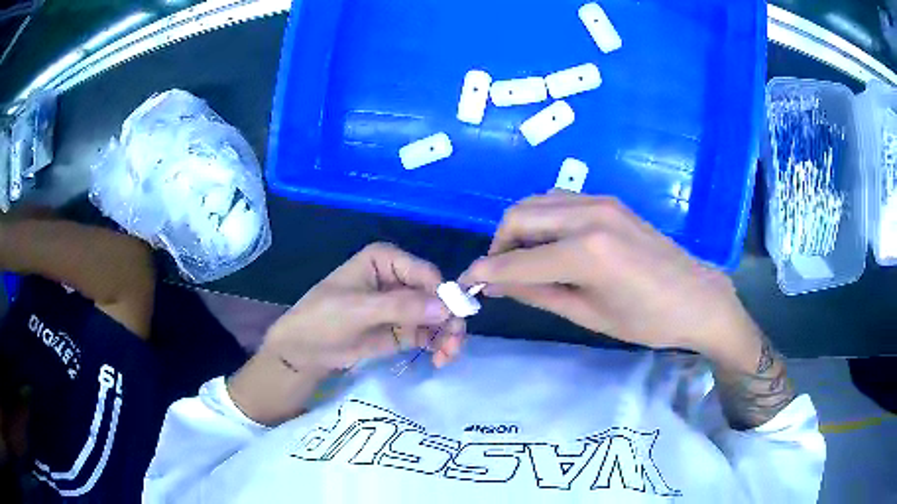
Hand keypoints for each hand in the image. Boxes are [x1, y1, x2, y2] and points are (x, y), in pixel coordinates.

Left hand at [262, 243, 465, 374]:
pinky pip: (429, 333)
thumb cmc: (322, 319)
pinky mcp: (402, 329)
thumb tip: (446, 307)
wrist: (303, 350)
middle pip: (437, 296)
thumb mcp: (358, 310)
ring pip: (438, 316)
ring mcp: (402, 305)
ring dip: (447, 336)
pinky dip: (438, 345)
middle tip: (453, 346)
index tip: (451, 322)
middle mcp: (398, 278)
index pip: (425, 273)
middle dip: (449, 320)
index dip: (443, 296)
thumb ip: (401, 307)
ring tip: (446, 357)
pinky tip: (438, 359)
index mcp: (385, 260)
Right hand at [460, 192, 760, 358]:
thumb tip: (497, 283)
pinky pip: (559, 201)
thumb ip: (538, 293)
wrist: (696, 297)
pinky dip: (542, 219)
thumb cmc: (647, 320)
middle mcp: (588, 215)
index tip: (465, 284)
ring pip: (536, 203)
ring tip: (524, 261)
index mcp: (586, 253)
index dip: (484, 273)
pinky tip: (551, 245)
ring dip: (519, 229)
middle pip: (518, 216)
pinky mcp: (608, 200)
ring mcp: (599, 201)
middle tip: (500, 275)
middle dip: (498, 245)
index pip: (516, 261)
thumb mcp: (589, 315)